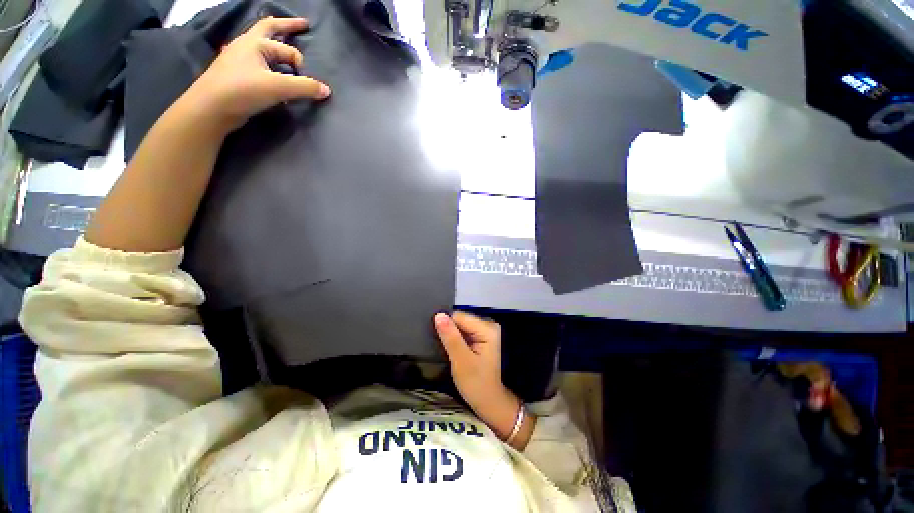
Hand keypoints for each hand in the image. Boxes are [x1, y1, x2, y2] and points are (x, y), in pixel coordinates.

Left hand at [181, 16, 330, 132]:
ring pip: (263, 49)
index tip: (306, 79)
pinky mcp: (237, 76)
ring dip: (277, 50)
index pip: (286, 49)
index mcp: (255, 43)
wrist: (212, 108)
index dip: (300, 63)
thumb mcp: (278, 87)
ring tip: (289, 57)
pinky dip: (270, 67)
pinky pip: (259, 66)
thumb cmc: (243, 90)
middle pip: (268, 29)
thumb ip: (304, 87)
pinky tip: (274, 78)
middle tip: (303, 24)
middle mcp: (246, 46)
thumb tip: (326, 90)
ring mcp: (239, 60)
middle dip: (286, 27)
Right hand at [434, 311, 522, 439]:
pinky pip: (464, 331)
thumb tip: (438, 315)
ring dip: (451, 335)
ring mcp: (486, 330)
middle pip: (461, 319)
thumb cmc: (476, 383)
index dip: (446, 326)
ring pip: (460, 324)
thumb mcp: (461, 361)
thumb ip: (450, 337)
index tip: (438, 340)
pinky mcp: (481, 336)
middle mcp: (488, 325)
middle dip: (449, 330)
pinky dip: (456, 338)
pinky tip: (452, 349)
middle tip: (442, 347)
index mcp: (487, 328)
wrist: (489, 401)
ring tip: (447, 349)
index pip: (459, 316)